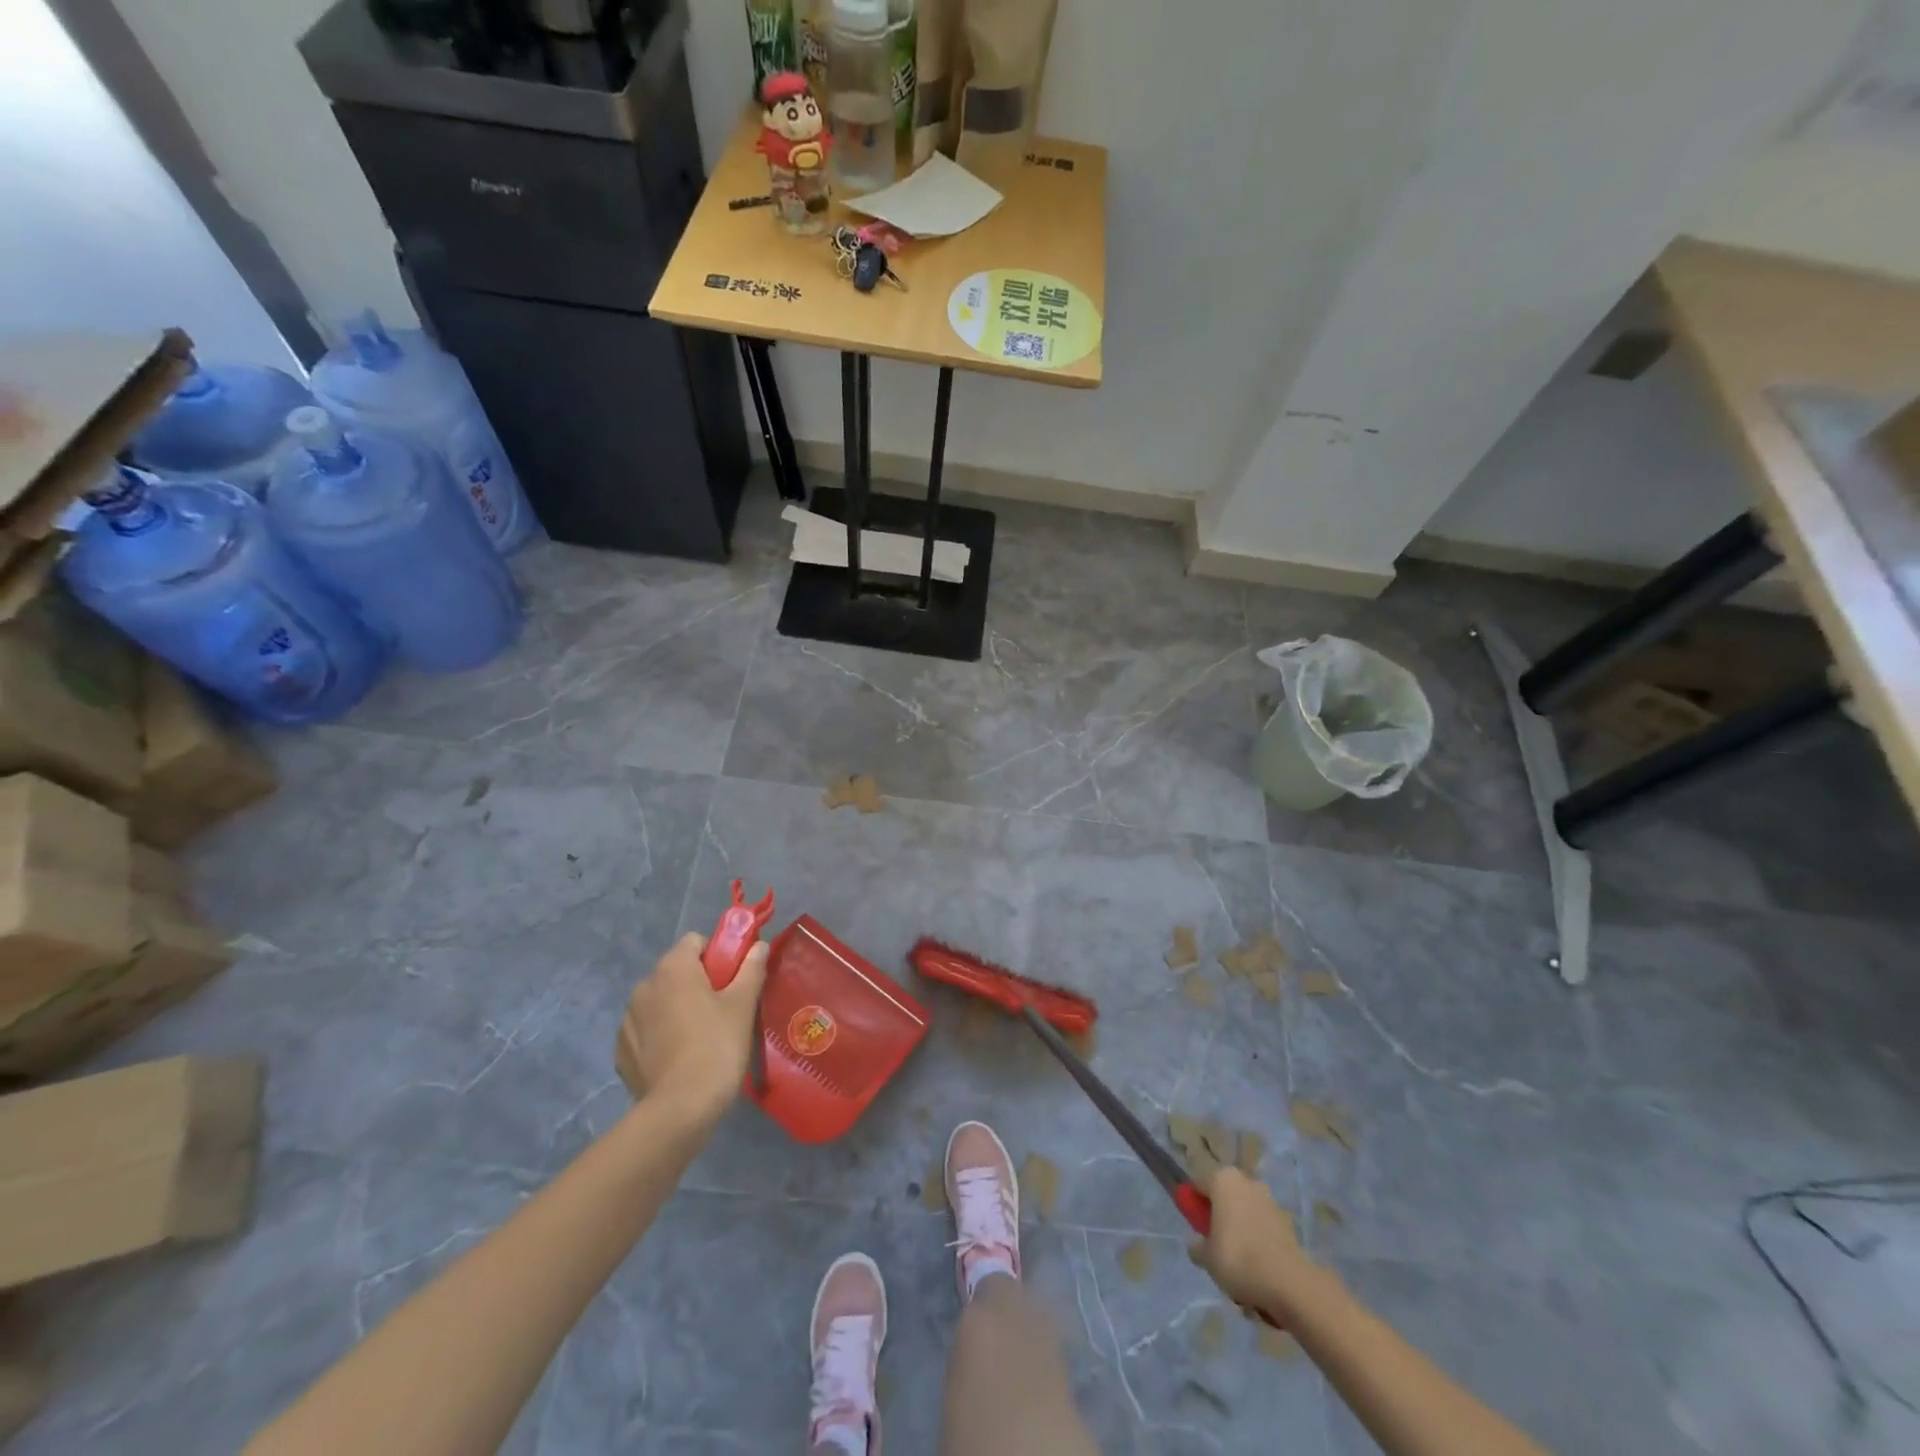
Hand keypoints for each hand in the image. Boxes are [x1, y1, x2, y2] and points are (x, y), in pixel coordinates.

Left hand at [614, 932, 767, 1118]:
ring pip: (659, 1002)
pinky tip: (679, 1058)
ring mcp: (627, 1020)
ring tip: (700, 1038)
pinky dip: (660, 1036)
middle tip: (722, 1009)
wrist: (680, 1109)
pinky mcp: (621, 1052)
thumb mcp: (743, 1004)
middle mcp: (644, 986)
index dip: (717, 954)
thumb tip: (759, 945)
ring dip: (676, 1009)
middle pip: (676, 971)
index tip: (733, 979)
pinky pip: (645, 1031)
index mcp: (673, 968)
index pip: (695, 941)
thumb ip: (752, 968)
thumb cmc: (717, 1045)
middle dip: (697, 983)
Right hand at [1188, 1168, 1323, 1319]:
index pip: (1198, 1184)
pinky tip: (1258, 1267)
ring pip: (1244, 1211)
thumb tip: (1197, 1242)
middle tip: (1216, 1245)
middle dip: (1219, 1216)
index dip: (1194, 1205)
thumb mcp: (1206, 1257)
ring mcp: (1269, 1200)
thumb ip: (1196, 1246)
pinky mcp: (1286, 1221)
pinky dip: (1258, 1240)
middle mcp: (1246, 1181)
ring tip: (1239, 1262)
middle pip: (1224, 1196)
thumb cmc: (1239, 1260)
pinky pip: (1263, 1227)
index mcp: (1222, 1179)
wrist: (1290, 1283)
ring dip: (1240, 1228)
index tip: (1196, 1228)